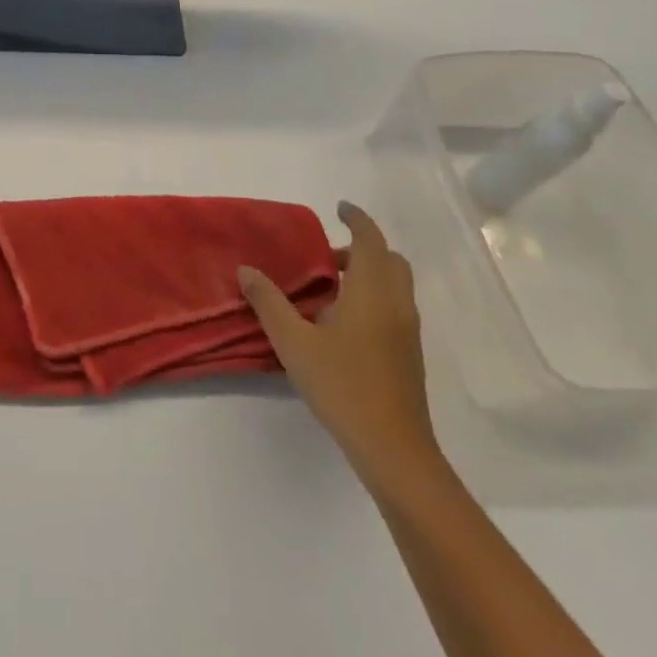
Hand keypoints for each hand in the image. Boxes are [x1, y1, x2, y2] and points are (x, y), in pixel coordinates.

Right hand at [239, 201, 441, 493]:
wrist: (394, 449)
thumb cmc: (343, 386)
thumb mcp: (294, 342)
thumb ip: (268, 302)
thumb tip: (246, 270)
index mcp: (372, 292)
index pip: (370, 240)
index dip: (357, 219)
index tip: (338, 208)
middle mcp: (397, 303)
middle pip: (388, 259)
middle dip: (361, 248)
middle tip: (324, 256)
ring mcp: (408, 330)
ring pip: (395, 284)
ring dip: (367, 273)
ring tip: (328, 289)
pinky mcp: (409, 353)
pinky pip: (395, 306)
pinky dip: (374, 296)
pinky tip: (342, 323)